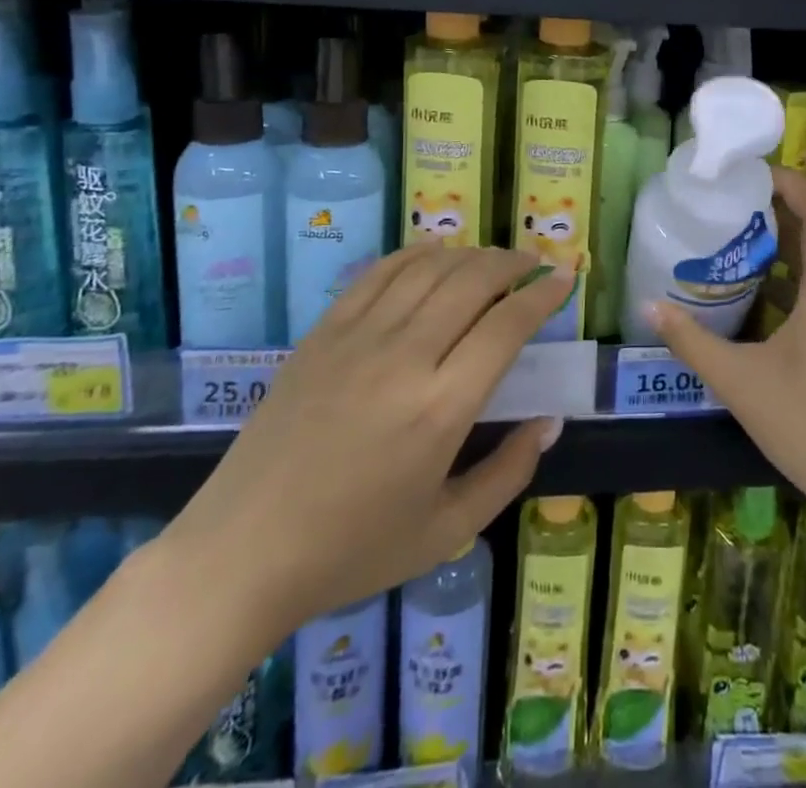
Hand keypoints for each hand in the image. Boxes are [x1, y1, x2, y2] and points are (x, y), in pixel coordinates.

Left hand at [163, 246, 570, 648]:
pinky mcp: (323, 334)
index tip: (563, 277)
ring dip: (469, 254)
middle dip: (511, 263)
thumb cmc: (350, 551)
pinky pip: (378, 274)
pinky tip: (434, 253)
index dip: (542, 294)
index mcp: (441, 408)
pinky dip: (414, 254)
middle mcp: (405, 358)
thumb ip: (508, 473)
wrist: (242, 553)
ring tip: (492, 259)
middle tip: (533, 262)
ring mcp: (358, 338)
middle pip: (471, 282)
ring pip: (428, 269)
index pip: (506, 326)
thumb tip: (548, 421)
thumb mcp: (445, 531)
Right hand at [648, 168, 805, 545]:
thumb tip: (648, 307)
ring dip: (782, 250)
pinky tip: (757, 306)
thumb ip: (692, 341)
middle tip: (727, 209)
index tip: (748, 174)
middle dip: (775, 214)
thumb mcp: (740, 381)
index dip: (788, 182)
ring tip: (733, 247)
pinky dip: (792, 284)